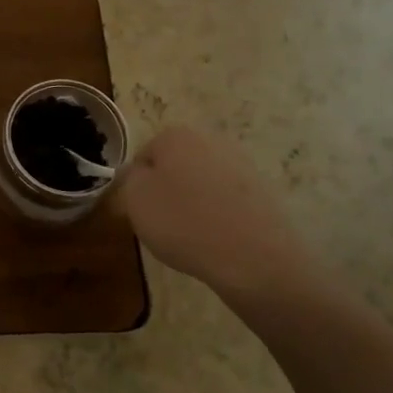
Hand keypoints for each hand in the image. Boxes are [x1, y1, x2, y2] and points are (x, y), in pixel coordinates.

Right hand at [118, 125, 317, 301]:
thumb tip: (136, 172)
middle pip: (175, 166)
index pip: (144, 156)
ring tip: (192, 235)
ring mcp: (242, 164)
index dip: (137, 185)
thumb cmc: (183, 222)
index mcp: (175, 136)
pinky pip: (228, 201)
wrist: (254, 256)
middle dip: (168, 190)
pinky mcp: (264, 191)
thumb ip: (128, 178)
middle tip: (162, 223)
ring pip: (203, 183)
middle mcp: (210, 140)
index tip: (140, 211)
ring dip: (194, 202)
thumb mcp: (135, 199)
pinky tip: (217, 239)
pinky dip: (220, 215)